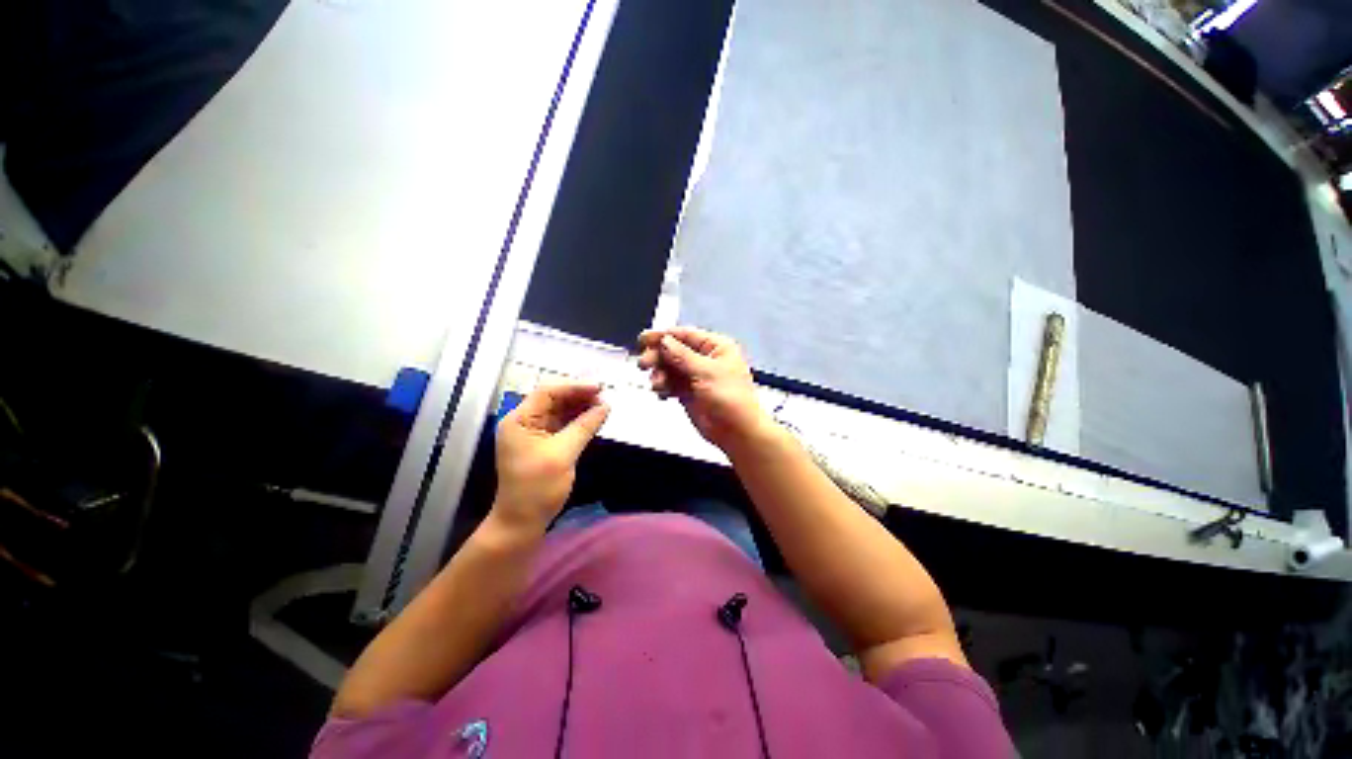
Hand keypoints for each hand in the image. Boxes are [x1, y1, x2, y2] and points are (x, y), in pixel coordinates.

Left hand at [493, 383, 608, 531]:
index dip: (574, 386)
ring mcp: (534, 432)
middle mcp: (524, 421)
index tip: (599, 388)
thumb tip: (605, 406)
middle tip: (604, 397)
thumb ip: (584, 427)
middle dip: (579, 396)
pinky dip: (578, 420)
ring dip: (581, 407)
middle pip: (554, 399)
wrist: (522, 522)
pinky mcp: (544, 443)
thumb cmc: (537, 488)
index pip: (547, 392)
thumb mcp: (563, 454)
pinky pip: (563, 424)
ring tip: (603, 406)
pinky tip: (594, 418)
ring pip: (560, 410)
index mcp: (519, 420)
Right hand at [637, 327, 773, 451]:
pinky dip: (664, 387)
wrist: (737, 432)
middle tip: (643, 365)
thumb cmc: (728, 397)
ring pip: (670, 368)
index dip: (663, 336)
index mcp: (716, 347)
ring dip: (660, 374)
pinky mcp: (689, 393)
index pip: (685, 335)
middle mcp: (705, 358)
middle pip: (674, 351)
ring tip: (657, 385)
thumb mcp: (706, 372)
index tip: (643, 339)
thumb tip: (663, 340)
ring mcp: (696, 376)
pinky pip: (671, 384)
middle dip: (658, 357)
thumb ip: (682, 355)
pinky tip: (661, 394)